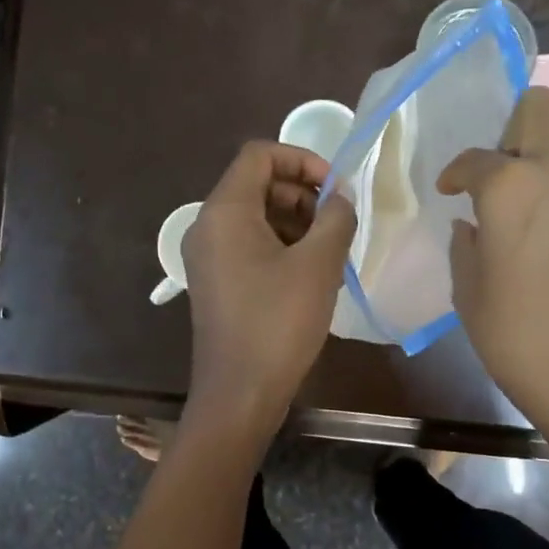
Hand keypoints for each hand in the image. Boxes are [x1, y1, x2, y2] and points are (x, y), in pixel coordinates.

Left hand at [181, 141, 356, 442]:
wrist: (240, 393)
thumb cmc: (278, 323)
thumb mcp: (318, 265)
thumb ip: (336, 218)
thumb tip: (340, 198)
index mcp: (225, 211)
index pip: (260, 155)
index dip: (303, 160)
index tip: (337, 189)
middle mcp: (208, 226)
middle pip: (258, 185)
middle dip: (303, 194)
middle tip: (338, 224)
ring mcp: (208, 257)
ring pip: (256, 218)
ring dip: (297, 223)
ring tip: (331, 253)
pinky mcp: (217, 283)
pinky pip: (250, 247)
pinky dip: (282, 248)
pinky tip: (312, 276)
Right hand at [438, 88, 548, 469]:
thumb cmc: (518, 337)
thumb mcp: (469, 293)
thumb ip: (466, 246)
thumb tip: (472, 225)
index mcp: (512, 187)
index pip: (475, 158)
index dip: (456, 172)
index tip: (450, 190)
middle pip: (541, 109)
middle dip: (514, 128)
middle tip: (500, 173)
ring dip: (546, 166)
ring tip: (529, 211)